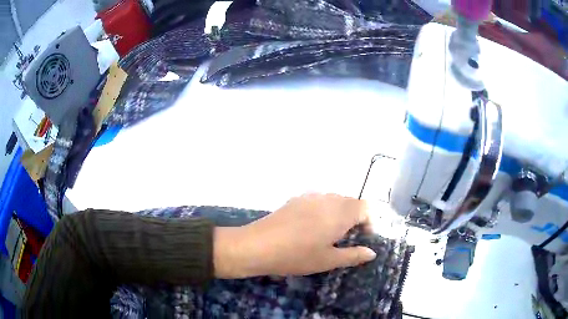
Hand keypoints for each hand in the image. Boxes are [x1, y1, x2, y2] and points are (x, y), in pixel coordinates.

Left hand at [214, 193, 375, 277]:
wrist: (258, 245)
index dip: (369, 222)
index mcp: (340, 212)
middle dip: (355, 218)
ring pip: (334, 200)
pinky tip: (310, 227)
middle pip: (350, 202)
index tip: (363, 238)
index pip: (365, 208)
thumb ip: (353, 255)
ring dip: (339, 213)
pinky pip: (318, 201)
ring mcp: (310, 197)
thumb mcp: (328, 260)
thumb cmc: (298, 256)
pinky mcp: (295, 199)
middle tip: (347, 238)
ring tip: (330, 234)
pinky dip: (323, 210)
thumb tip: (372, 253)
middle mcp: (328, 199)